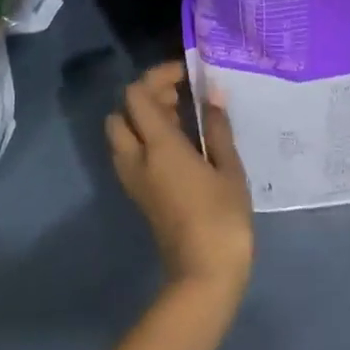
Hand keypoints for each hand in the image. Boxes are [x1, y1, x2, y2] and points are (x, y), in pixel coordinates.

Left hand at [106, 61, 254, 298]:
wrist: (203, 275)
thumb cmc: (223, 218)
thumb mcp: (229, 169)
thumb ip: (217, 128)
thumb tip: (211, 94)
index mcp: (158, 146)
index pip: (137, 96)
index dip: (156, 76)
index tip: (185, 74)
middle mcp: (136, 158)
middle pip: (120, 113)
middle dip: (144, 97)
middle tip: (179, 97)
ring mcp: (133, 179)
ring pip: (121, 135)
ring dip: (142, 118)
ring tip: (182, 119)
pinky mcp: (138, 195)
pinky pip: (129, 154)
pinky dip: (144, 139)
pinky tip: (178, 145)